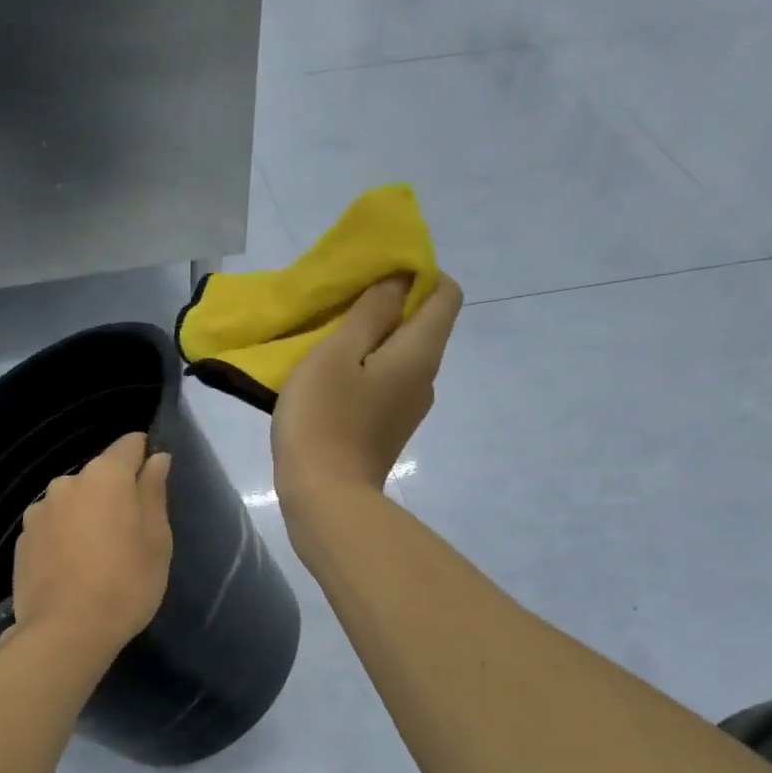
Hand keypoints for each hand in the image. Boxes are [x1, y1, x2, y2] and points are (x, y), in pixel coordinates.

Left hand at [7, 432, 172, 656]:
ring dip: (86, 516)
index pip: (129, 445)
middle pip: (99, 476)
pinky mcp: (22, 539)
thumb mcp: (157, 539)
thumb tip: (156, 458)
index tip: (152, 484)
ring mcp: (39, 511)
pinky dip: (64, 537)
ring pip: (72, 502)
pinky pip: (52, 527)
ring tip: (96, 556)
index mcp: (105, 476)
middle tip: (129, 534)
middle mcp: (66, 482)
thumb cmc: (126, 584)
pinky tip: (71, 569)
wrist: (66, 633)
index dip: (144, 457)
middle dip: (114, 495)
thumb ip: (154, 491)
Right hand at [272, 273, 461, 511]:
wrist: (324, 499)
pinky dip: (364, 370)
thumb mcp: (337, 353)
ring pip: (400, 356)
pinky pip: (385, 384)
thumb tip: (399, 278)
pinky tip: (329, 380)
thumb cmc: (325, 420)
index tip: (375, 276)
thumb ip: (370, 312)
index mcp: (420, 353)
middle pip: (422, 325)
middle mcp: (426, 378)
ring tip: (329, 341)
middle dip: (389, 306)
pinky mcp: (387, 430)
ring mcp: (408, 409)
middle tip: (342, 305)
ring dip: (372, 341)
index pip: (447, 293)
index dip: (418, 273)